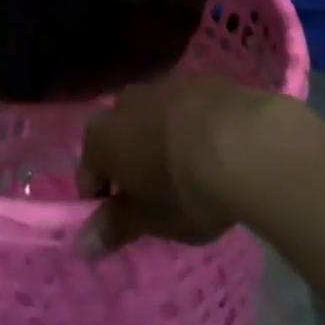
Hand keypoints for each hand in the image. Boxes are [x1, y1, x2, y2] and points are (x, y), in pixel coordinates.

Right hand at [76, 78, 282, 255]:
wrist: (243, 142)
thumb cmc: (185, 189)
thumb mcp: (150, 220)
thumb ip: (114, 227)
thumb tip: (82, 243)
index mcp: (103, 137)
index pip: (87, 173)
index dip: (101, 200)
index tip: (124, 223)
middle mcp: (123, 103)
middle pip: (117, 138)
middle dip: (130, 165)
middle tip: (155, 199)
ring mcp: (161, 86)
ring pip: (149, 119)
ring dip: (158, 142)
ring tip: (186, 174)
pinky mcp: (197, 81)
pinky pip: (182, 109)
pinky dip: (187, 127)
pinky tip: (211, 151)